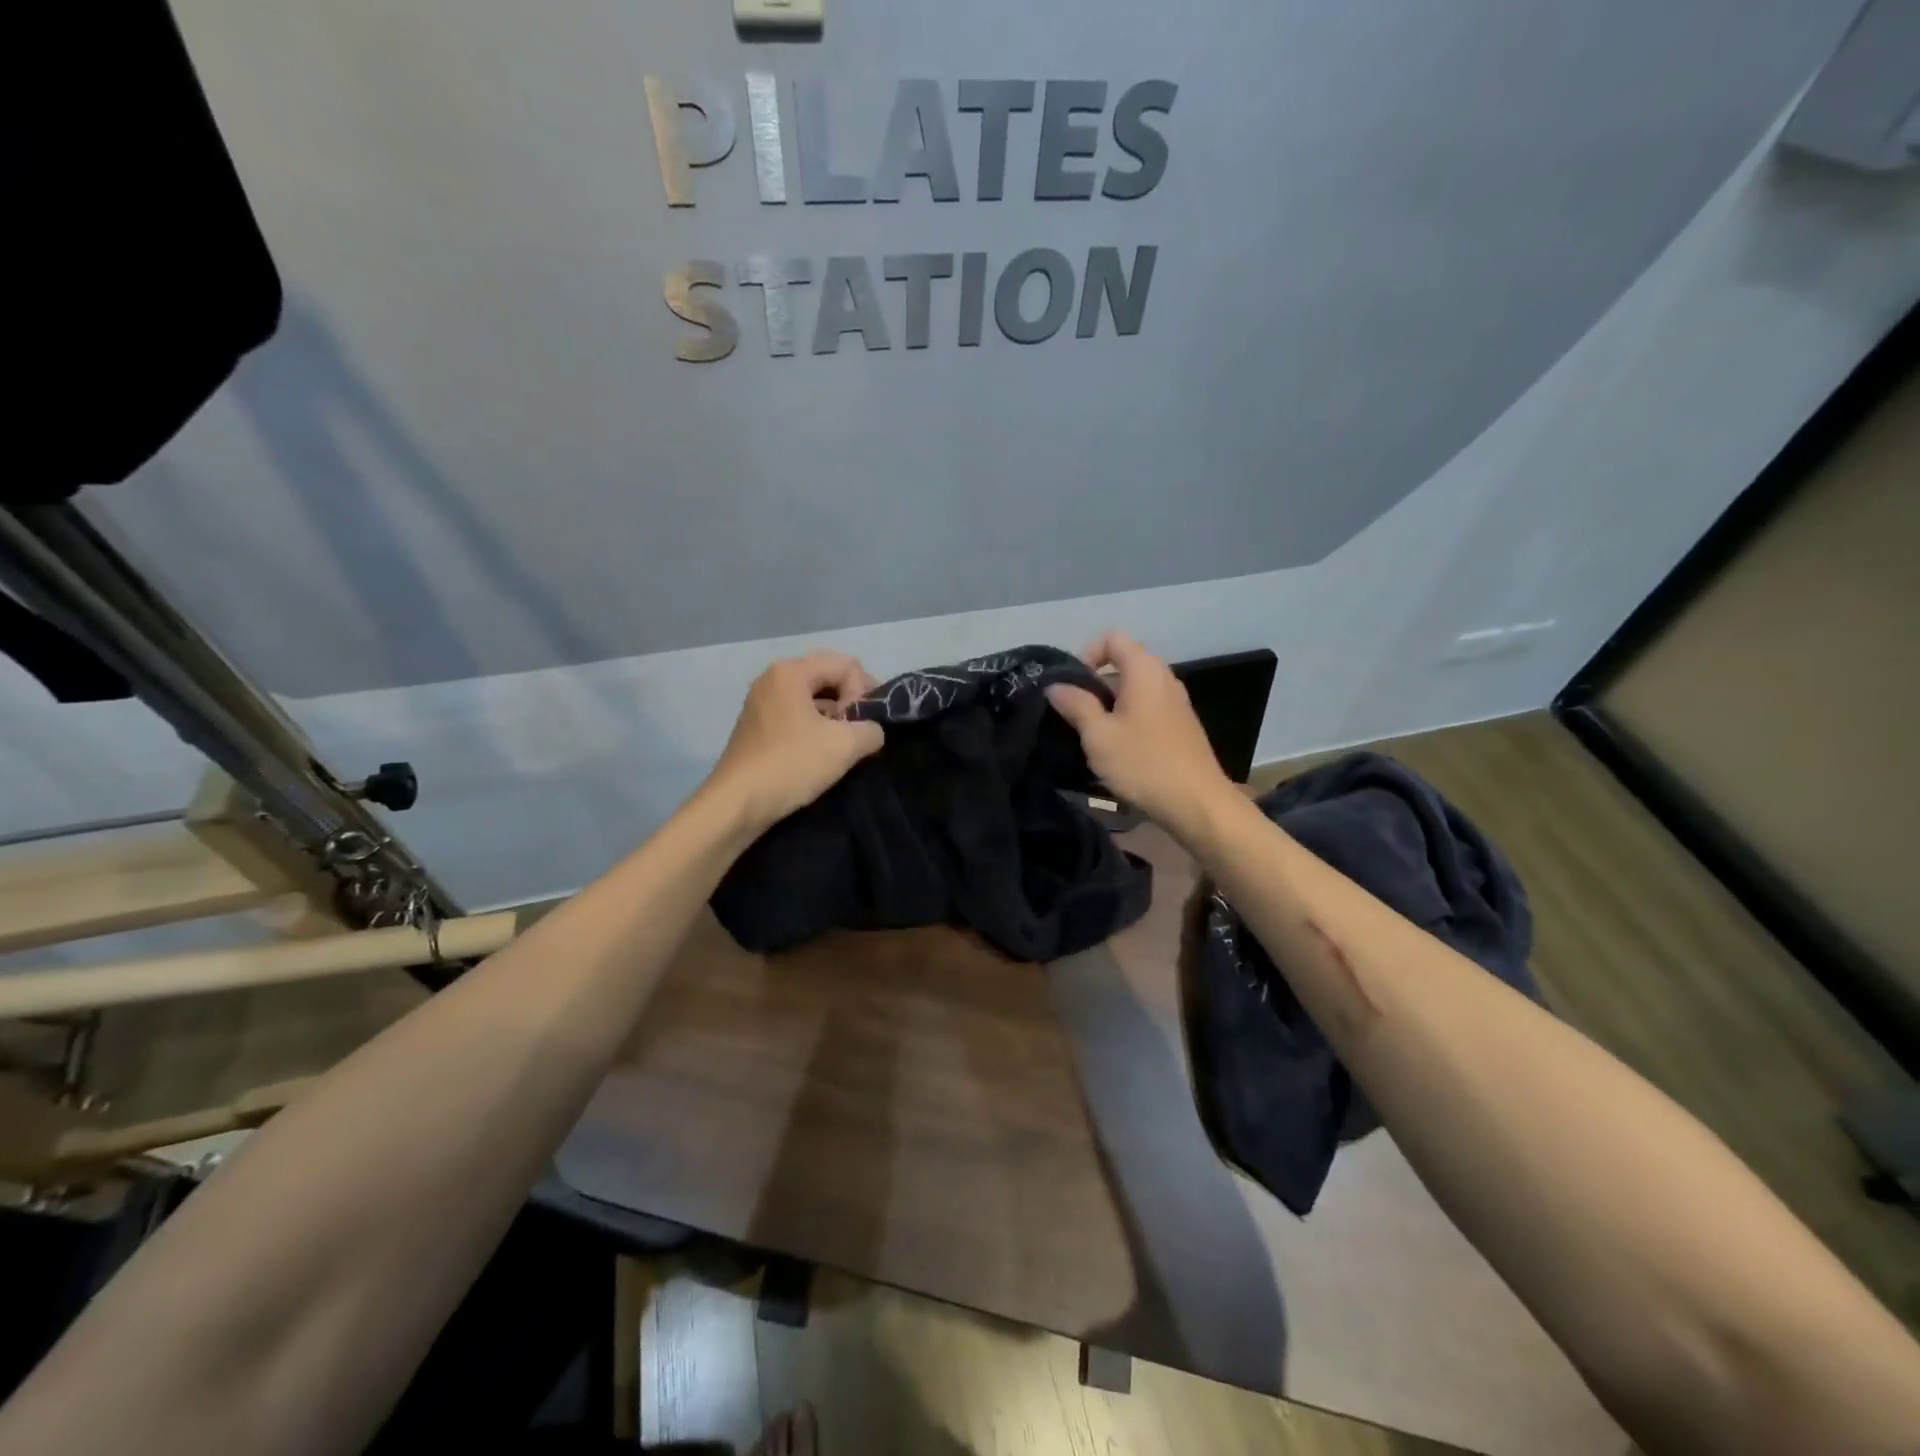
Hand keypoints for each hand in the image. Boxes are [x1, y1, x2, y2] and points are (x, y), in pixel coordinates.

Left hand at [706, 650, 885, 833]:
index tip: (862, 725)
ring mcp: (761, 701)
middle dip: (851, 701)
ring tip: (843, 744)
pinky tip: (820, 752)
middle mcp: (772, 678)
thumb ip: (871, 729)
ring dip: (834, 715)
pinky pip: (796, 713)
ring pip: (812, 696)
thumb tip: (871, 731)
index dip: (864, 693)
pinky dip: (815, 725)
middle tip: (861, 730)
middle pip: (828, 676)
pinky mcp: (757, 725)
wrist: (738, 803)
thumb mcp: (845, 745)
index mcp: (791, 672)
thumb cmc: (792, 765)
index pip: (846, 665)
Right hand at [1046, 631, 1236, 842]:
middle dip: (1094, 684)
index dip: (1087, 653)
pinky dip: (1127, 719)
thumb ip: (1076, 704)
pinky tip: (1116, 749)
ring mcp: (1176, 703)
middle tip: (1073, 713)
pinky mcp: (1181, 726)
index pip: (1113, 638)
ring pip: (1134, 690)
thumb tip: (1055, 685)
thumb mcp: (1098, 735)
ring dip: (1109, 705)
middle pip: (1123, 663)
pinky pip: (1147, 709)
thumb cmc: (1143, 763)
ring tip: (1091, 735)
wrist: (1196, 803)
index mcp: (1145, 670)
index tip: (1071, 685)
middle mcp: (1164, 678)